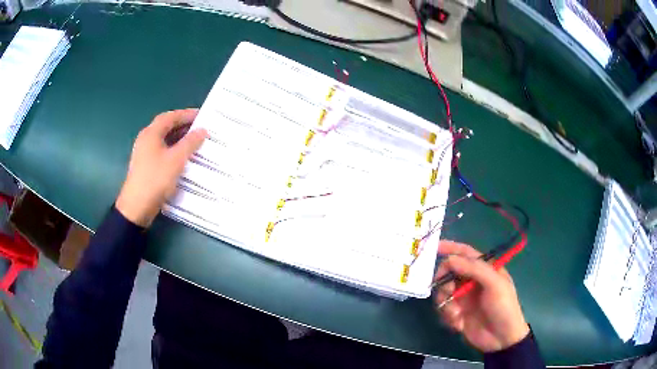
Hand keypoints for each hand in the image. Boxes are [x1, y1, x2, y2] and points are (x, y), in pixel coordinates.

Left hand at [116, 109, 207, 226]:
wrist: (137, 207)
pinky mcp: (146, 166)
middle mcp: (146, 140)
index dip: (186, 114)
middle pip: (166, 127)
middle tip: (201, 128)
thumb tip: (202, 130)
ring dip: (179, 139)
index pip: (170, 117)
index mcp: (151, 133)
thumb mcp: (176, 160)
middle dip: (183, 126)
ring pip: (164, 140)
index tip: (202, 115)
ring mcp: (144, 153)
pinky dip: (174, 150)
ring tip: (196, 142)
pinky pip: (162, 151)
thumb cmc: (156, 179)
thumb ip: (190, 143)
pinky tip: (184, 157)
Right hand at [434, 240, 529, 352]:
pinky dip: (448, 316)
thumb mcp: (495, 284)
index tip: (434, 248)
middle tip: (448, 291)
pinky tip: (459, 324)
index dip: (450, 248)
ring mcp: (464, 298)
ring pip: (444, 292)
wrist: (502, 338)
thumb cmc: (503, 307)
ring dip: (446, 303)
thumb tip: (450, 259)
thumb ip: (474, 269)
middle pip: (450, 272)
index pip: (466, 253)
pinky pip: (443, 309)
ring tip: (456, 314)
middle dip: (445, 281)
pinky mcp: (457, 313)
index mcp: (485, 269)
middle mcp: (472, 281)